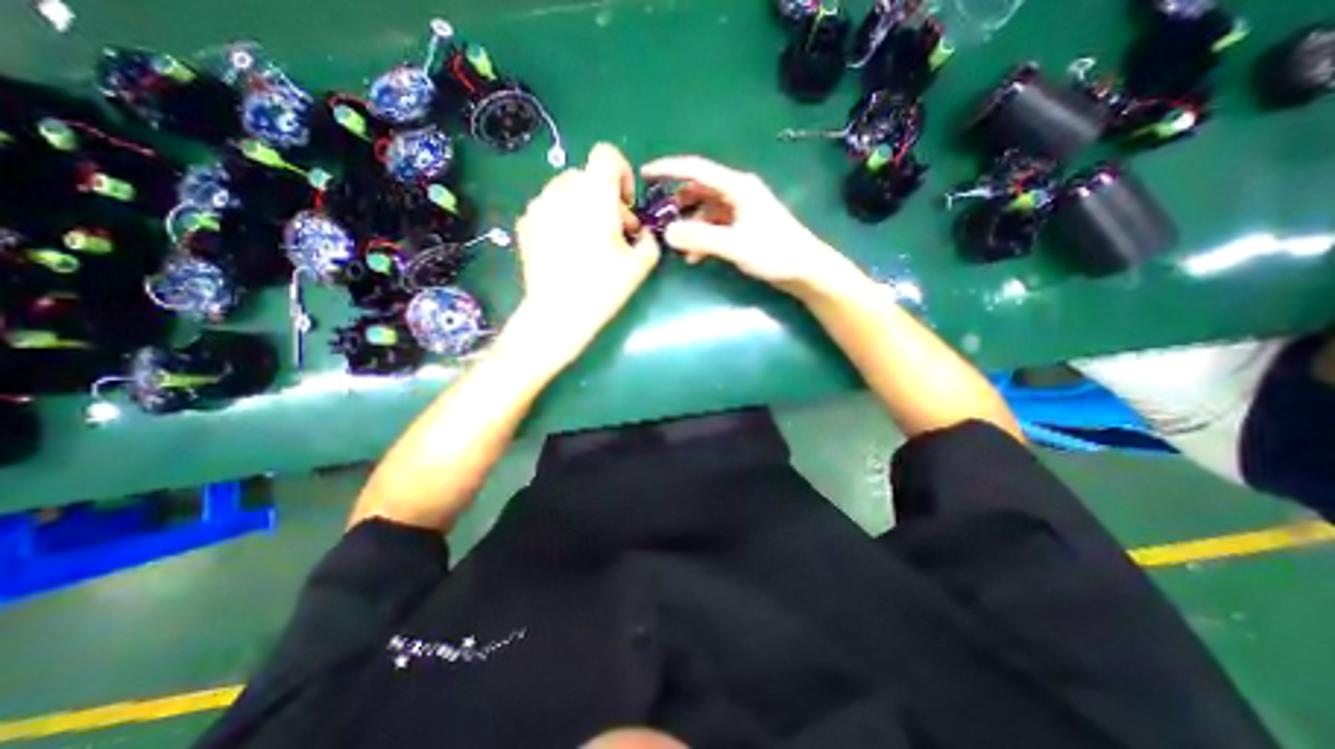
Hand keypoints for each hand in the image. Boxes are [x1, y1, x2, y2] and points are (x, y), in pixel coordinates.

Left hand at [508, 141, 657, 365]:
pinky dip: (562, 219)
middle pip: (587, 176)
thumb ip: (648, 239)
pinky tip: (567, 249)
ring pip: (566, 192)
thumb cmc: (603, 287)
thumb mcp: (640, 265)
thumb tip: (640, 232)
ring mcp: (538, 207)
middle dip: (604, 198)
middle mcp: (562, 191)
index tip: (625, 204)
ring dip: (582, 207)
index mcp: (594, 195)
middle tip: (613, 232)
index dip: (622, 173)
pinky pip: (549, 209)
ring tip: (589, 241)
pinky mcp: (525, 224)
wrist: (557, 314)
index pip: (606, 154)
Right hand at [637, 155, 847, 296]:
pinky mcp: (742, 227)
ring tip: (677, 245)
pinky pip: (714, 226)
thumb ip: (700, 238)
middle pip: (698, 190)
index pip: (695, 170)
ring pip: (704, 211)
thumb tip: (667, 233)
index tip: (644, 174)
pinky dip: (702, 238)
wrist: (804, 269)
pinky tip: (695, 257)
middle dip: (676, 203)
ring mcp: (740, 210)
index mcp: (736, 187)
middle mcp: (736, 193)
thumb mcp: (735, 245)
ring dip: (689, 226)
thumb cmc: (775, 252)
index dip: (668, 169)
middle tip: (658, 219)